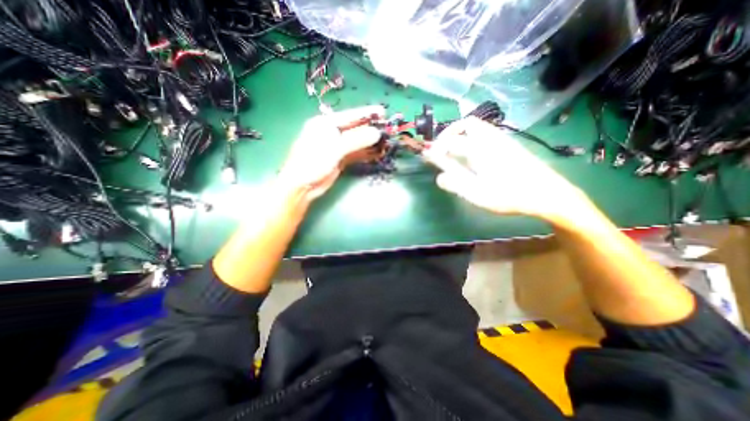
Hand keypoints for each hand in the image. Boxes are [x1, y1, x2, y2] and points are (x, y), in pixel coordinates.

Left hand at [282, 103, 385, 196]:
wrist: (302, 186)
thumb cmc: (313, 162)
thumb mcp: (334, 148)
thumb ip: (356, 139)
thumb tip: (376, 133)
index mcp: (325, 124)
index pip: (350, 116)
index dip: (367, 113)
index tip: (383, 111)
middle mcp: (332, 133)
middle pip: (355, 128)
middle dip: (371, 128)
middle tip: (388, 128)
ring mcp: (336, 147)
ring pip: (357, 141)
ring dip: (370, 142)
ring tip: (386, 141)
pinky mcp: (340, 159)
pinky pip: (356, 153)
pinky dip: (366, 153)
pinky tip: (377, 153)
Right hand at [430, 116, 588, 223]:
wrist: (547, 193)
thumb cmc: (509, 195)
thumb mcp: (478, 194)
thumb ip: (455, 183)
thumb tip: (438, 177)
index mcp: (480, 149)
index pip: (451, 142)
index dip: (436, 148)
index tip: (427, 156)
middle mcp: (490, 139)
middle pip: (467, 124)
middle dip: (450, 133)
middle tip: (441, 148)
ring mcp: (502, 140)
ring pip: (478, 127)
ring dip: (462, 134)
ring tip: (453, 150)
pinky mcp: (509, 145)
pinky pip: (486, 134)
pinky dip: (472, 138)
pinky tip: (472, 155)